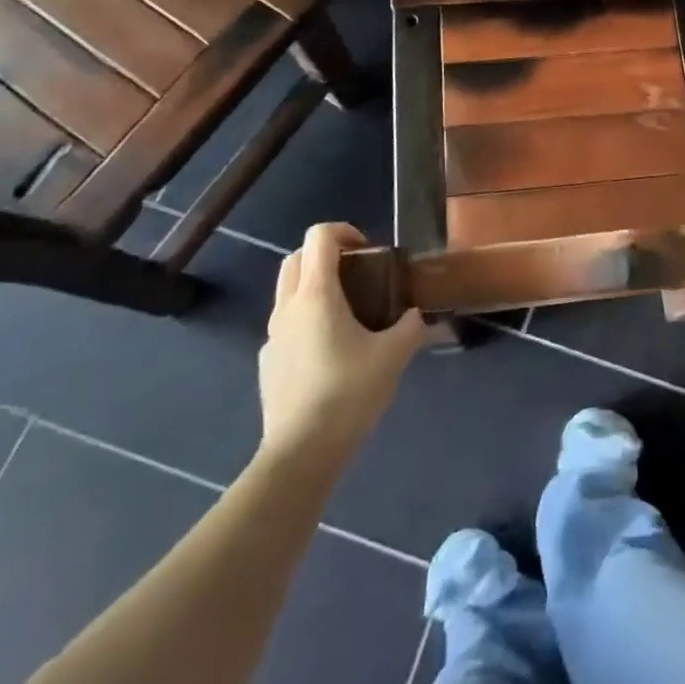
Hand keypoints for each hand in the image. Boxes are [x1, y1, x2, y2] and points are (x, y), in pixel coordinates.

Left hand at [257, 223, 427, 452]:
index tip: (369, 250)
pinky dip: (306, 320)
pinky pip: (285, 325)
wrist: (301, 453)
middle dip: (325, 254)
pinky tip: (329, 351)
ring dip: (314, 286)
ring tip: (348, 312)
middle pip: (297, 258)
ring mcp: (272, 335)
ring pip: (288, 291)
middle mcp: (288, 306)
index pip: (320, 236)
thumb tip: (417, 316)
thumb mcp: (393, 356)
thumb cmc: (348, 393)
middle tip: (358, 272)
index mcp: (317, 294)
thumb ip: (410, 328)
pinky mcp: (267, 362)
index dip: (345, 230)